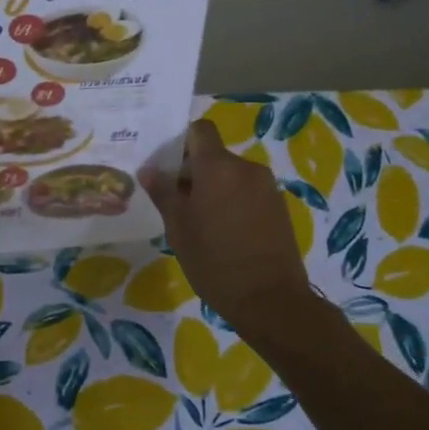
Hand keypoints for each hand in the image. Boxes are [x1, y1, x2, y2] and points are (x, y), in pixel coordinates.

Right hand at [141, 120, 311, 331]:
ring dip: (214, 188)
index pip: (200, 130)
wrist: (270, 299)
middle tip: (176, 202)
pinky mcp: (279, 207)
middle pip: (214, 155)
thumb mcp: (178, 228)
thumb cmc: (214, 261)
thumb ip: (163, 193)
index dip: (182, 141)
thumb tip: (149, 169)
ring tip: (200, 222)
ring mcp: (267, 188)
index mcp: (218, 167)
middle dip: (194, 172)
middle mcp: (246, 168)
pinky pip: (247, 192)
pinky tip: (224, 233)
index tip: (168, 166)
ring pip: (231, 175)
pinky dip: (233, 202)